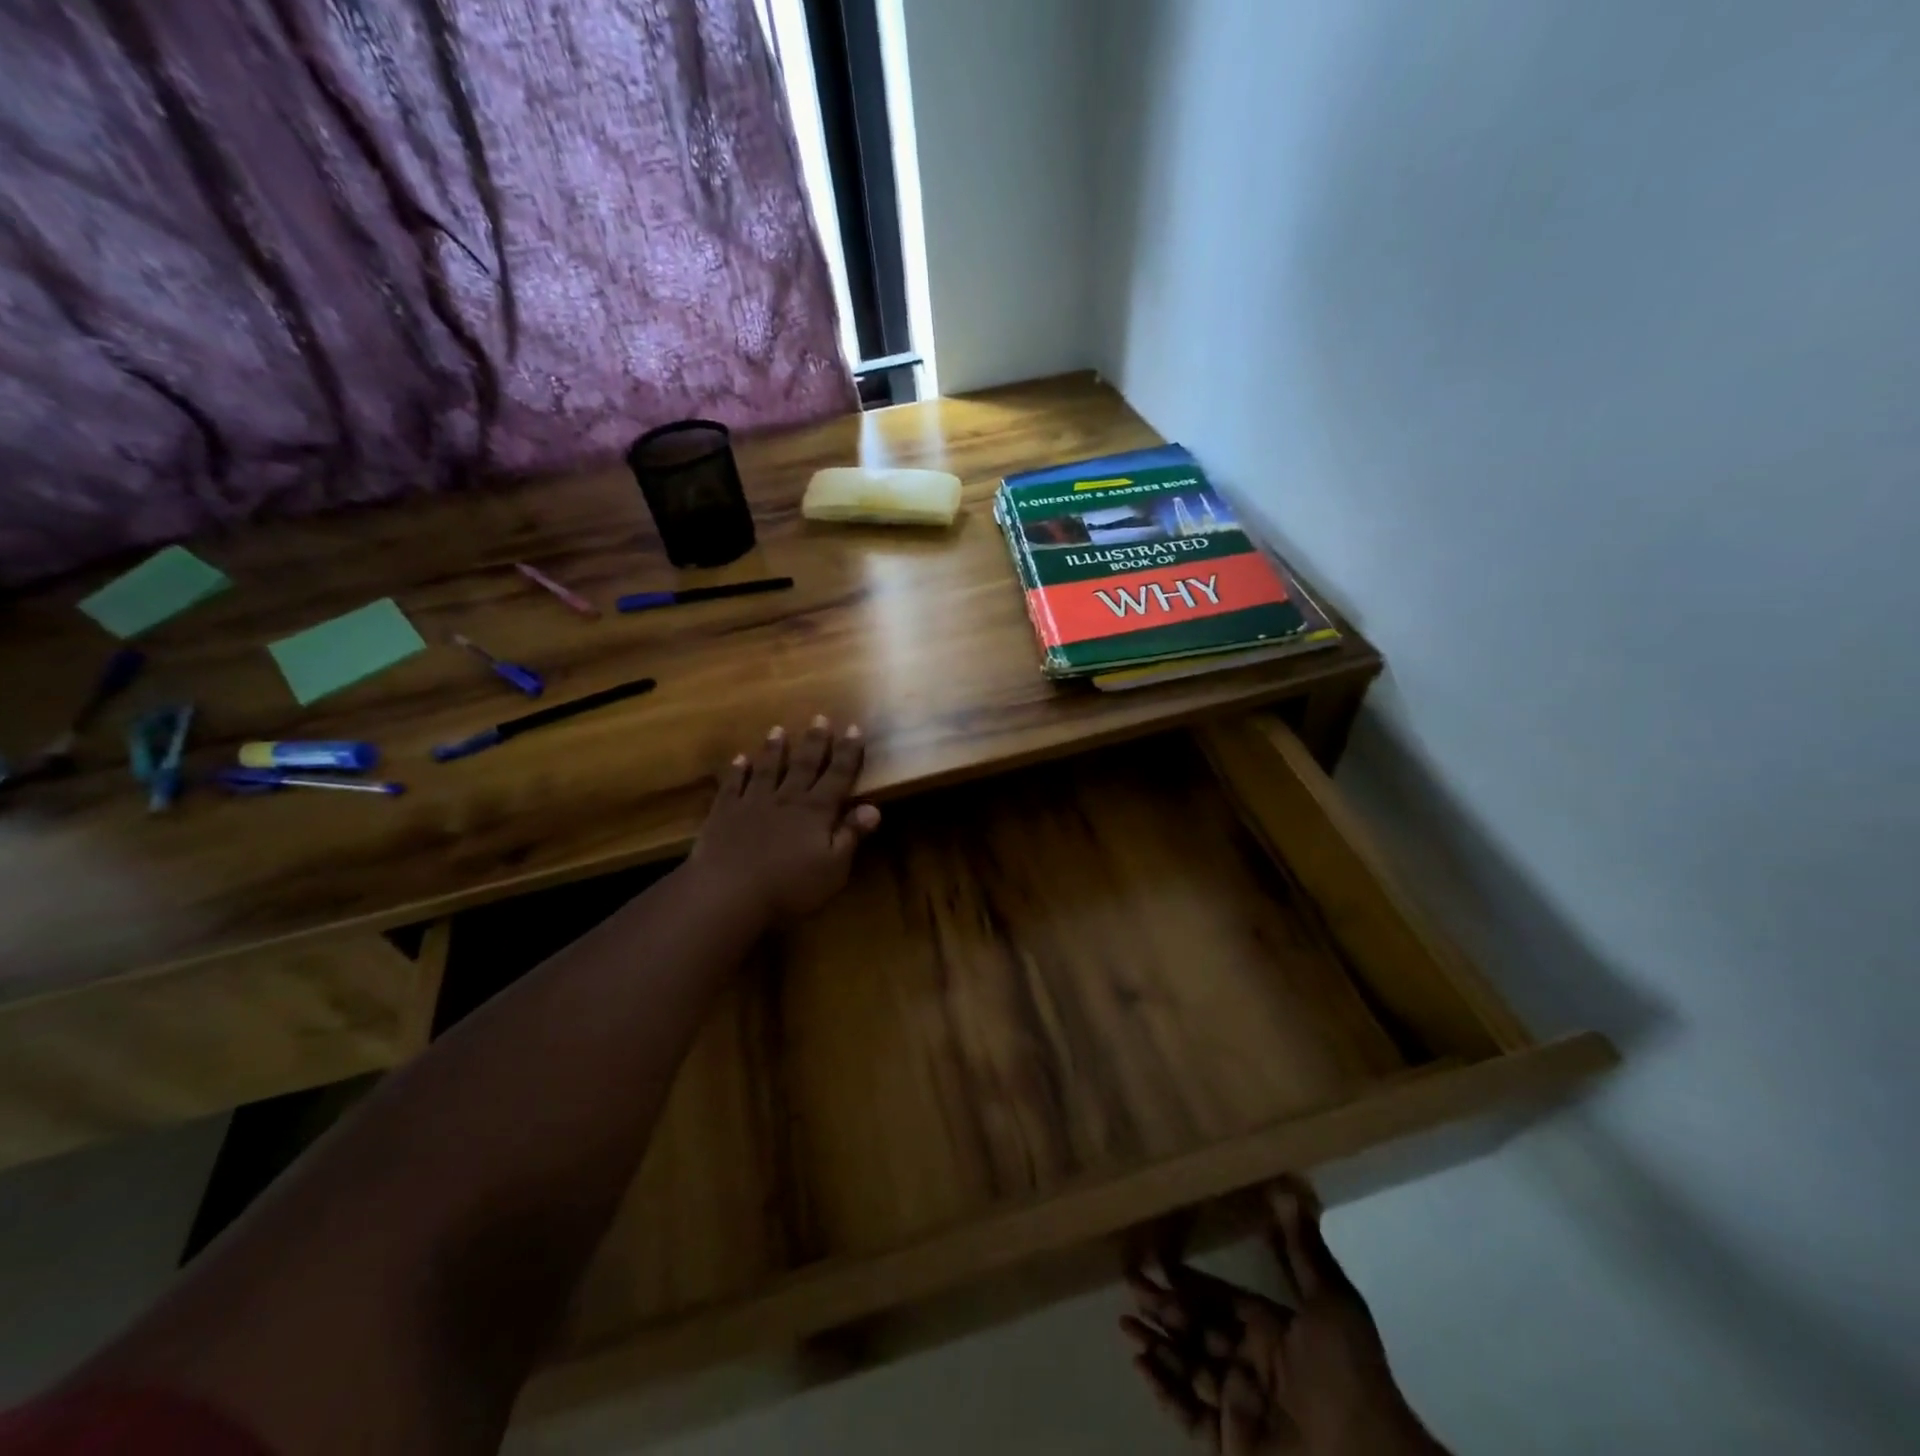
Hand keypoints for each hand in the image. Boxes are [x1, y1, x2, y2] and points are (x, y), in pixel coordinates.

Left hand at [689, 717, 880, 920]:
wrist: (728, 893)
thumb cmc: (790, 886)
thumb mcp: (833, 868)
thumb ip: (851, 835)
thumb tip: (874, 807)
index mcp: (816, 811)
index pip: (838, 776)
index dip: (848, 753)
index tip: (854, 728)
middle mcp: (787, 799)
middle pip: (804, 765)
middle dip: (815, 741)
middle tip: (820, 717)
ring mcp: (753, 803)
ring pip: (767, 769)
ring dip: (774, 749)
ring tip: (778, 729)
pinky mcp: (724, 814)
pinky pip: (733, 786)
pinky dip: (737, 771)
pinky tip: (739, 760)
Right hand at [1122, 1177, 1446, 1455]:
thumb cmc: (1345, 1376)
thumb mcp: (1331, 1304)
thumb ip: (1302, 1249)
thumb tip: (1285, 1185)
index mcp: (1270, 1331)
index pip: (1218, 1299)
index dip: (1189, 1281)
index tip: (1156, 1260)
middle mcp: (1250, 1364)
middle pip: (1196, 1330)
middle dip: (1162, 1308)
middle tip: (1129, 1287)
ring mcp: (1239, 1406)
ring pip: (1186, 1367)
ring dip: (1156, 1345)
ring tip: (1124, 1325)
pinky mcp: (1231, 1445)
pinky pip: (1190, 1415)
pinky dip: (1165, 1392)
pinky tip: (1141, 1368)